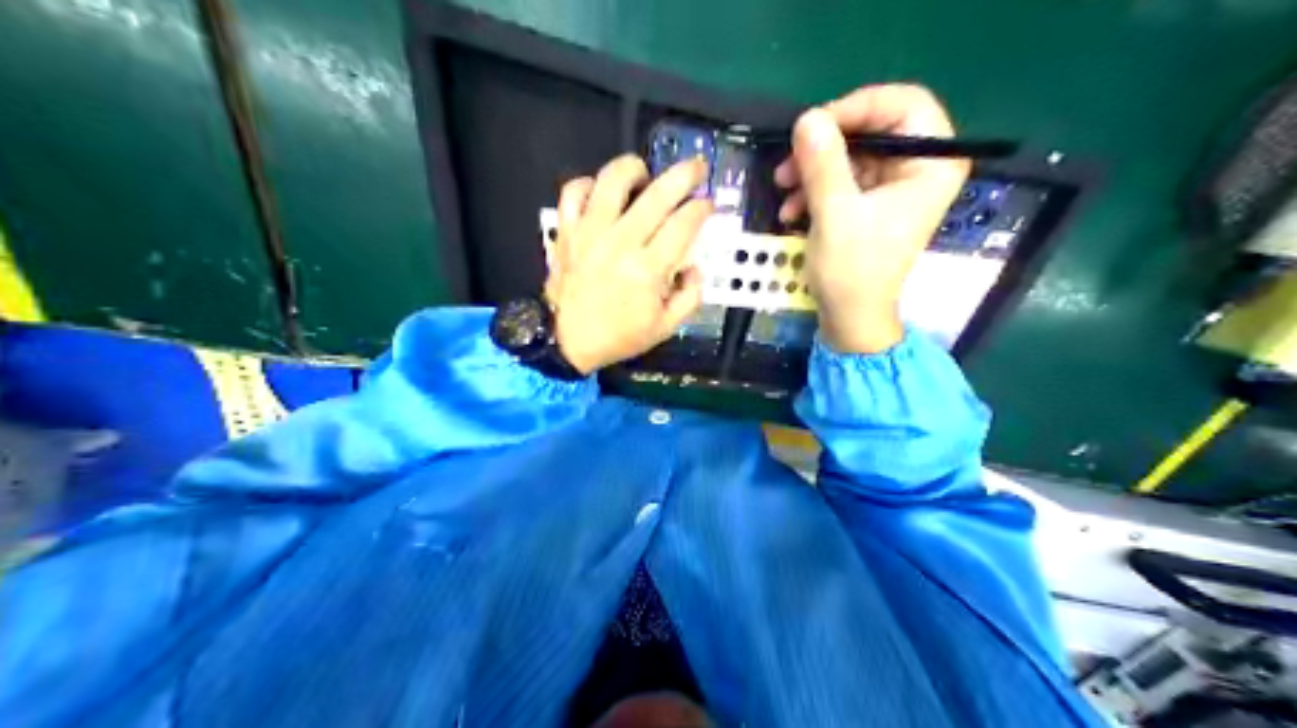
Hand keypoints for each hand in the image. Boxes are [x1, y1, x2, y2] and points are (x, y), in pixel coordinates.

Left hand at [542, 154, 713, 373]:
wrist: (566, 342)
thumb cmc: (619, 335)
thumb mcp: (666, 327)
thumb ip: (691, 296)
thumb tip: (695, 267)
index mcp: (647, 270)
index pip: (683, 224)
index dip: (701, 208)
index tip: (708, 205)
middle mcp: (620, 243)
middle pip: (657, 194)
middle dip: (684, 175)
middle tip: (696, 168)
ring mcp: (589, 233)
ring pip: (612, 180)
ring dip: (635, 169)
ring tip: (644, 176)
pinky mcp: (567, 231)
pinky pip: (573, 192)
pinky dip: (588, 184)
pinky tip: (602, 192)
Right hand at [768, 82, 972, 353]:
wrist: (849, 319)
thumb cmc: (854, 272)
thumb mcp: (835, 215)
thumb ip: (824, 163)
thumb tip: (807, 117)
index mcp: (932, 165)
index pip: (907, 103)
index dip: (861, 105)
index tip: (818, 125)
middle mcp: (919, 166)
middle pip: (874, 124)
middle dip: (827, 141)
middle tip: (791, 157)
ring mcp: (894, 183)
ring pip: (851, 149)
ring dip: (812, 166)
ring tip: (782, 188)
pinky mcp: (871, 198)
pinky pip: (842, 173)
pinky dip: (814, 185)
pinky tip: (790, 208)